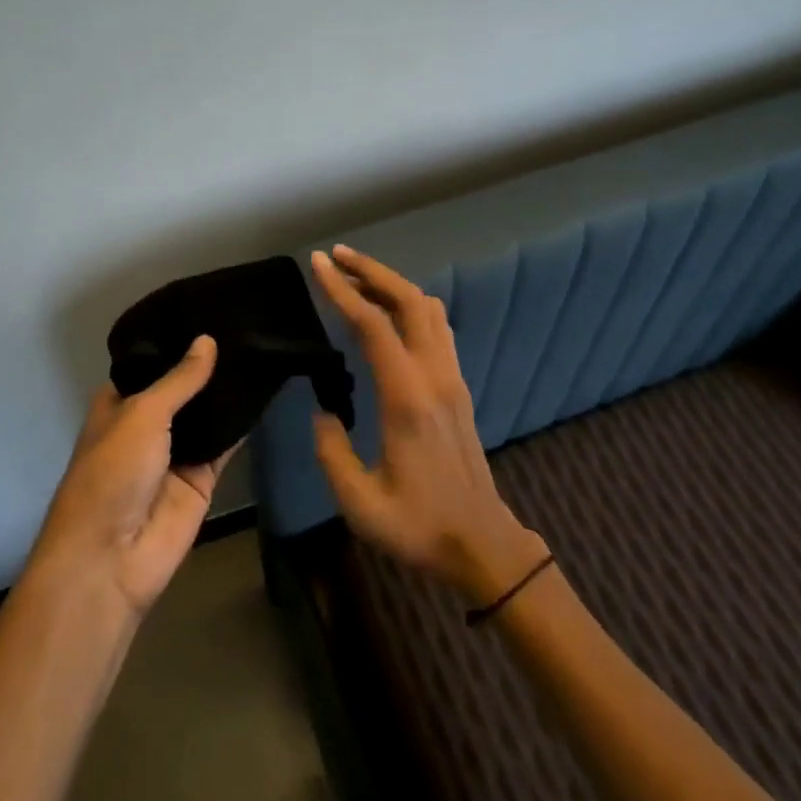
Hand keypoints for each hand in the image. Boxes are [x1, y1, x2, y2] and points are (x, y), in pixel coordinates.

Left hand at [25, 336, 237, 616]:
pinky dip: (243, 422)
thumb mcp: (141, 415)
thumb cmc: (112, 473)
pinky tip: (267, 390)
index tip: (210, 309)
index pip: (152, 363)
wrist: (112, 558)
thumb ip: (180, 380)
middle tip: (248, 323)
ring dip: (228, 390)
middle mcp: (147, 423)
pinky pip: (226, 443)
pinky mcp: (202, 477)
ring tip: (263, 345)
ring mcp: (176, 451)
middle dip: (209, 363)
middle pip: (184, 387)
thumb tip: (208, 340)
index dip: (177, 341)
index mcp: (120, 403)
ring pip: (208, 413)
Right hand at [309, 246, 546, 603]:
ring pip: (428, 309)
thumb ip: (331, 451)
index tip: (318, 264)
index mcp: (407, 398)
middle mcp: (434, 376)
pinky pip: (437, 328)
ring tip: (357, 279)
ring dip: (392, 285)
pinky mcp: (457, 386)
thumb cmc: (418, 526)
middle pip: (409, 301)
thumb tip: (323, 412)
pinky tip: (388, 314)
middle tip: (336, 256)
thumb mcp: (359, 502)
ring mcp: (451, 378)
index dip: (342, 290)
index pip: (372, 325)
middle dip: (371, 270)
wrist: (482, 544)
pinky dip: (410, 306)